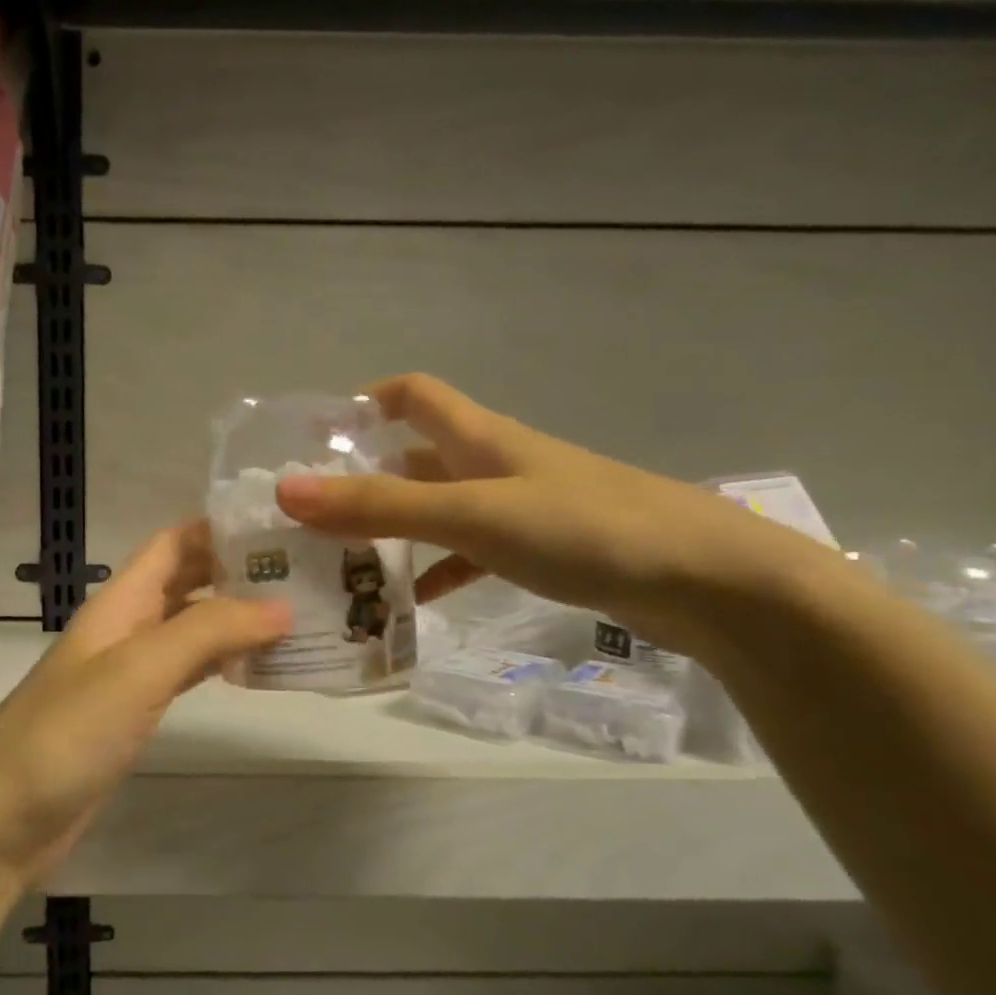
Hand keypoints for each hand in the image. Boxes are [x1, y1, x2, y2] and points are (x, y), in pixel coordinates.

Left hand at [0, 521, 289, 888]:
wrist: (3, 820)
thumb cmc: (66, 733)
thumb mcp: (139, 669)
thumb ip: (208, 631)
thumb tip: (283, 605)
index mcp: (121, 603)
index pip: (173, 543)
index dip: (220, 528)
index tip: (282, 527)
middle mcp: (126, 628)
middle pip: (186, 582)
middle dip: (239, 572)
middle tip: (307, 573)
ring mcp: (129, 674)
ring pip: (191, 629)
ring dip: (237, 619)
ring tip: (299, 616)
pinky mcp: (134, 716)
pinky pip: (187, 673)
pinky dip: (222, 664)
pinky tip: (256, 669)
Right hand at [275, 374, 839, 656]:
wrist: (708, 581)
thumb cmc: (584, 528)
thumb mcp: (471, 514)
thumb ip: (379, 506)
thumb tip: (286, 491)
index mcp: (479, 438)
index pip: (413, 394)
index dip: (363, 400)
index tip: (314, 432)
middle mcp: (495, 463)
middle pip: (416, 457)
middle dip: (364, 477)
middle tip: (310, 515)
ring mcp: (521, 507)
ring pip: (440, 508)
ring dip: (396, 528)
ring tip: (344, 563)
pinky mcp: (542, 549)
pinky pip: (471, 552)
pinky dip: (439, 569)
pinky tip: (415, 600)